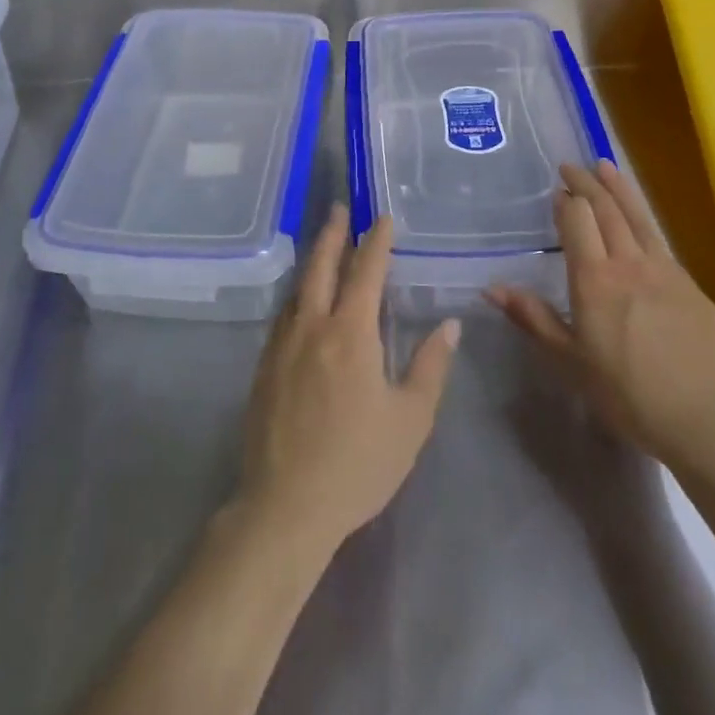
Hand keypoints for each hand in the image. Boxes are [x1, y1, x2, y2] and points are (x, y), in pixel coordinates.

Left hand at [236, 206, 459, 555]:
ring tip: (321, 245)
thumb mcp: (410, 419)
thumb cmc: (357, 463)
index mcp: (351, 333)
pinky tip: (300, 302)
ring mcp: (283, 345)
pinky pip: (283, 315)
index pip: (366, 271)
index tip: (383, 218)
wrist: (286, 506)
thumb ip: (430, 367)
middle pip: (321, 266)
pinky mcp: (264, 366)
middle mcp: (313, 326)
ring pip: (298, 288)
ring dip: (312, 260)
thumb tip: (449, 325)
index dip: (376, 241)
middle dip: (333, 234)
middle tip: (339, 209)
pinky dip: (297, 295)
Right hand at [488, 161, 714, 469]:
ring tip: (605, 166)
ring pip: (638, 217)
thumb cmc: (627, 394)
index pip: (577, 221)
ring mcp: (666, 271)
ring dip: (619, 188)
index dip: (566, 202)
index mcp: (594, 279)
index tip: (557, 190)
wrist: (707, 420)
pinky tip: (640, 224)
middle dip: (587, 183)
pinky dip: (644, 220)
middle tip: (571, 166)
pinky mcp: (692, 286)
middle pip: (606, 209)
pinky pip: (661, 242)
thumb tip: (491, 288)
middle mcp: (629, 263)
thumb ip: (533, 318)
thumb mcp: (570, 361)